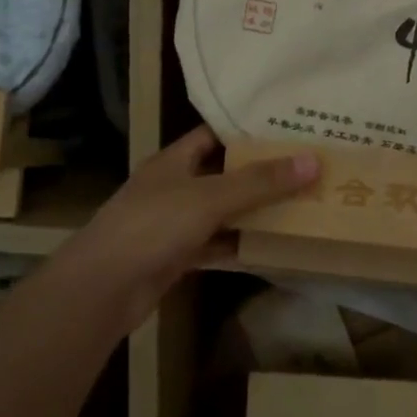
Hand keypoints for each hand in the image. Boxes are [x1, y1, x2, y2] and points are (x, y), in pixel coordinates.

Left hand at [47, 126, 318, 334]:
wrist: (103, 288)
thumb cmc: (152, 226)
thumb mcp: (209, 197)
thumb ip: (260, 182)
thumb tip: (313, 161)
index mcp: (173, 161)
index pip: (213, 134)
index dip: (246, 130)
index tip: (287, 128)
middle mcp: (173, 187)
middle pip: (222, 174)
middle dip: (259, 173)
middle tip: (304, 168)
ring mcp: (173, 225)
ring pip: (221, 213)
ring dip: (253, 212)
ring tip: (299, 204)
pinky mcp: (176, 258)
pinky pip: (216, 246)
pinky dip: (239, 246)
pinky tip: (272, 248)